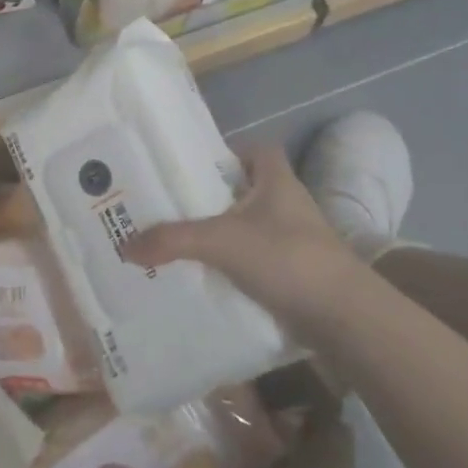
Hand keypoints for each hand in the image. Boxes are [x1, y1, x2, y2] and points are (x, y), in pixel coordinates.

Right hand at [123, 142, 364, 325]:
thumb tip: (125, 247)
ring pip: (249, 228)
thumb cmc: (286, 257)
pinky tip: (204, 276)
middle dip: (212, 198)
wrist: (342, 316)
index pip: (257, 151)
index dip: (228, 153)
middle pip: (246, 191)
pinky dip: (232, 266)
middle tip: (171, 207)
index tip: (194, 168)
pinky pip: (254, 261)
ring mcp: (293, 241)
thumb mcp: (220, 241)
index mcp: (276, 181)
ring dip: (221, 235)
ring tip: (178, 242)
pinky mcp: (293, 273)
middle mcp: (287, 205)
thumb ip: (172, 240)